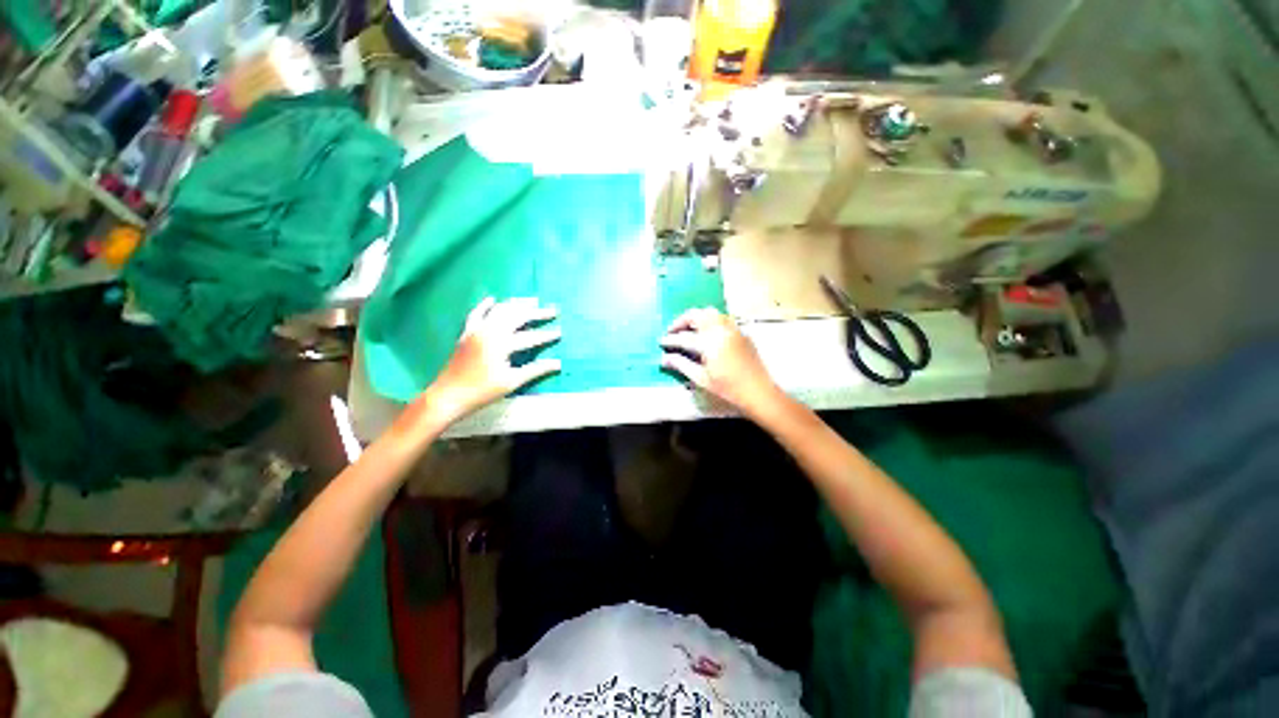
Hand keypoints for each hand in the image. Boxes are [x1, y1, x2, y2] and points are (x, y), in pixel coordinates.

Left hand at [427, 297, 560, 423]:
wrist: (448, 396)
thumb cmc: (482, 392)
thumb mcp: (512, 382)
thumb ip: (535, 370)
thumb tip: (558, 363)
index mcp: (500, 345)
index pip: (529, 337)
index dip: (545, 335)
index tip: (560, 332)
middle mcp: (488, 332)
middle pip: (516, 317)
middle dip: (536, 313)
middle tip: (552, 311)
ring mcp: (476, 331)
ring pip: (499, 311)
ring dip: (516, 305)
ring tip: (531, 301)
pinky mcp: (466, 334)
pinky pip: (476, 314)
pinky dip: (485, 306)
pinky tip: (493, 299)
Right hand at [659, 307, 783, 417]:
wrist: (758, 391)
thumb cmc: (728, 389)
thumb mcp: (701, 379)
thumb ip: (681, 365)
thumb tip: (664, 359)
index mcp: (710, 343)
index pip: (684, 337)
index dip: (670, 339)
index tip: (661, 342)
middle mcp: (721, 330)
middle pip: (697, 315)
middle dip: (681, 321)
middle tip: (673, 331)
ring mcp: (732, 328)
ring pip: (710, 313)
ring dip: (696, 318)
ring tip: (688, 329)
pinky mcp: (740, 332)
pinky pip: (722, 318)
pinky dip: (710, 320)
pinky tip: (706, 333)